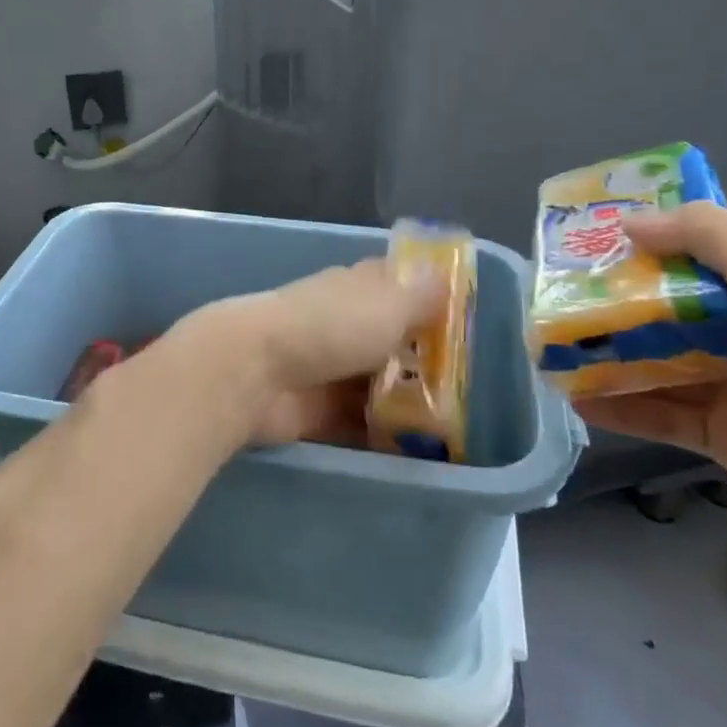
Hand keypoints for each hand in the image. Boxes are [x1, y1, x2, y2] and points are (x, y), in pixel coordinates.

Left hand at [175, 259, 440, 448]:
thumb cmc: (330, 327)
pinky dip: (385, 433)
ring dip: (407, 400)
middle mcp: (342, 323)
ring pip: (377, 383)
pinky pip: (360, 421)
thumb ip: (421, 296)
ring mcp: (328, 368)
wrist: (256, 372)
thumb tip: (446, 276)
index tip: (464, 321)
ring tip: (456, 425)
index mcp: (357, 288)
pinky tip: (421, 450)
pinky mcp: (317, 410)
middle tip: (470, 386)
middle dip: (423, 358)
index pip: (396, 285)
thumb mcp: (388, 304)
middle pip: (389, 339)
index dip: (427, 298)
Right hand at [574, 203, 726, 554]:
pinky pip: (660, 413)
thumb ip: (710, 235)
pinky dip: (619, 404)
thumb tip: (633, 222)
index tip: (603, 234)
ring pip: (665, 361)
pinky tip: (575, 395)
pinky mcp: (723, 440)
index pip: (717, 255)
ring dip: (613, 353)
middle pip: (682, 308)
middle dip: (624, 298)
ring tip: (557, 343)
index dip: (663, 240)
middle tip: (565, 289)